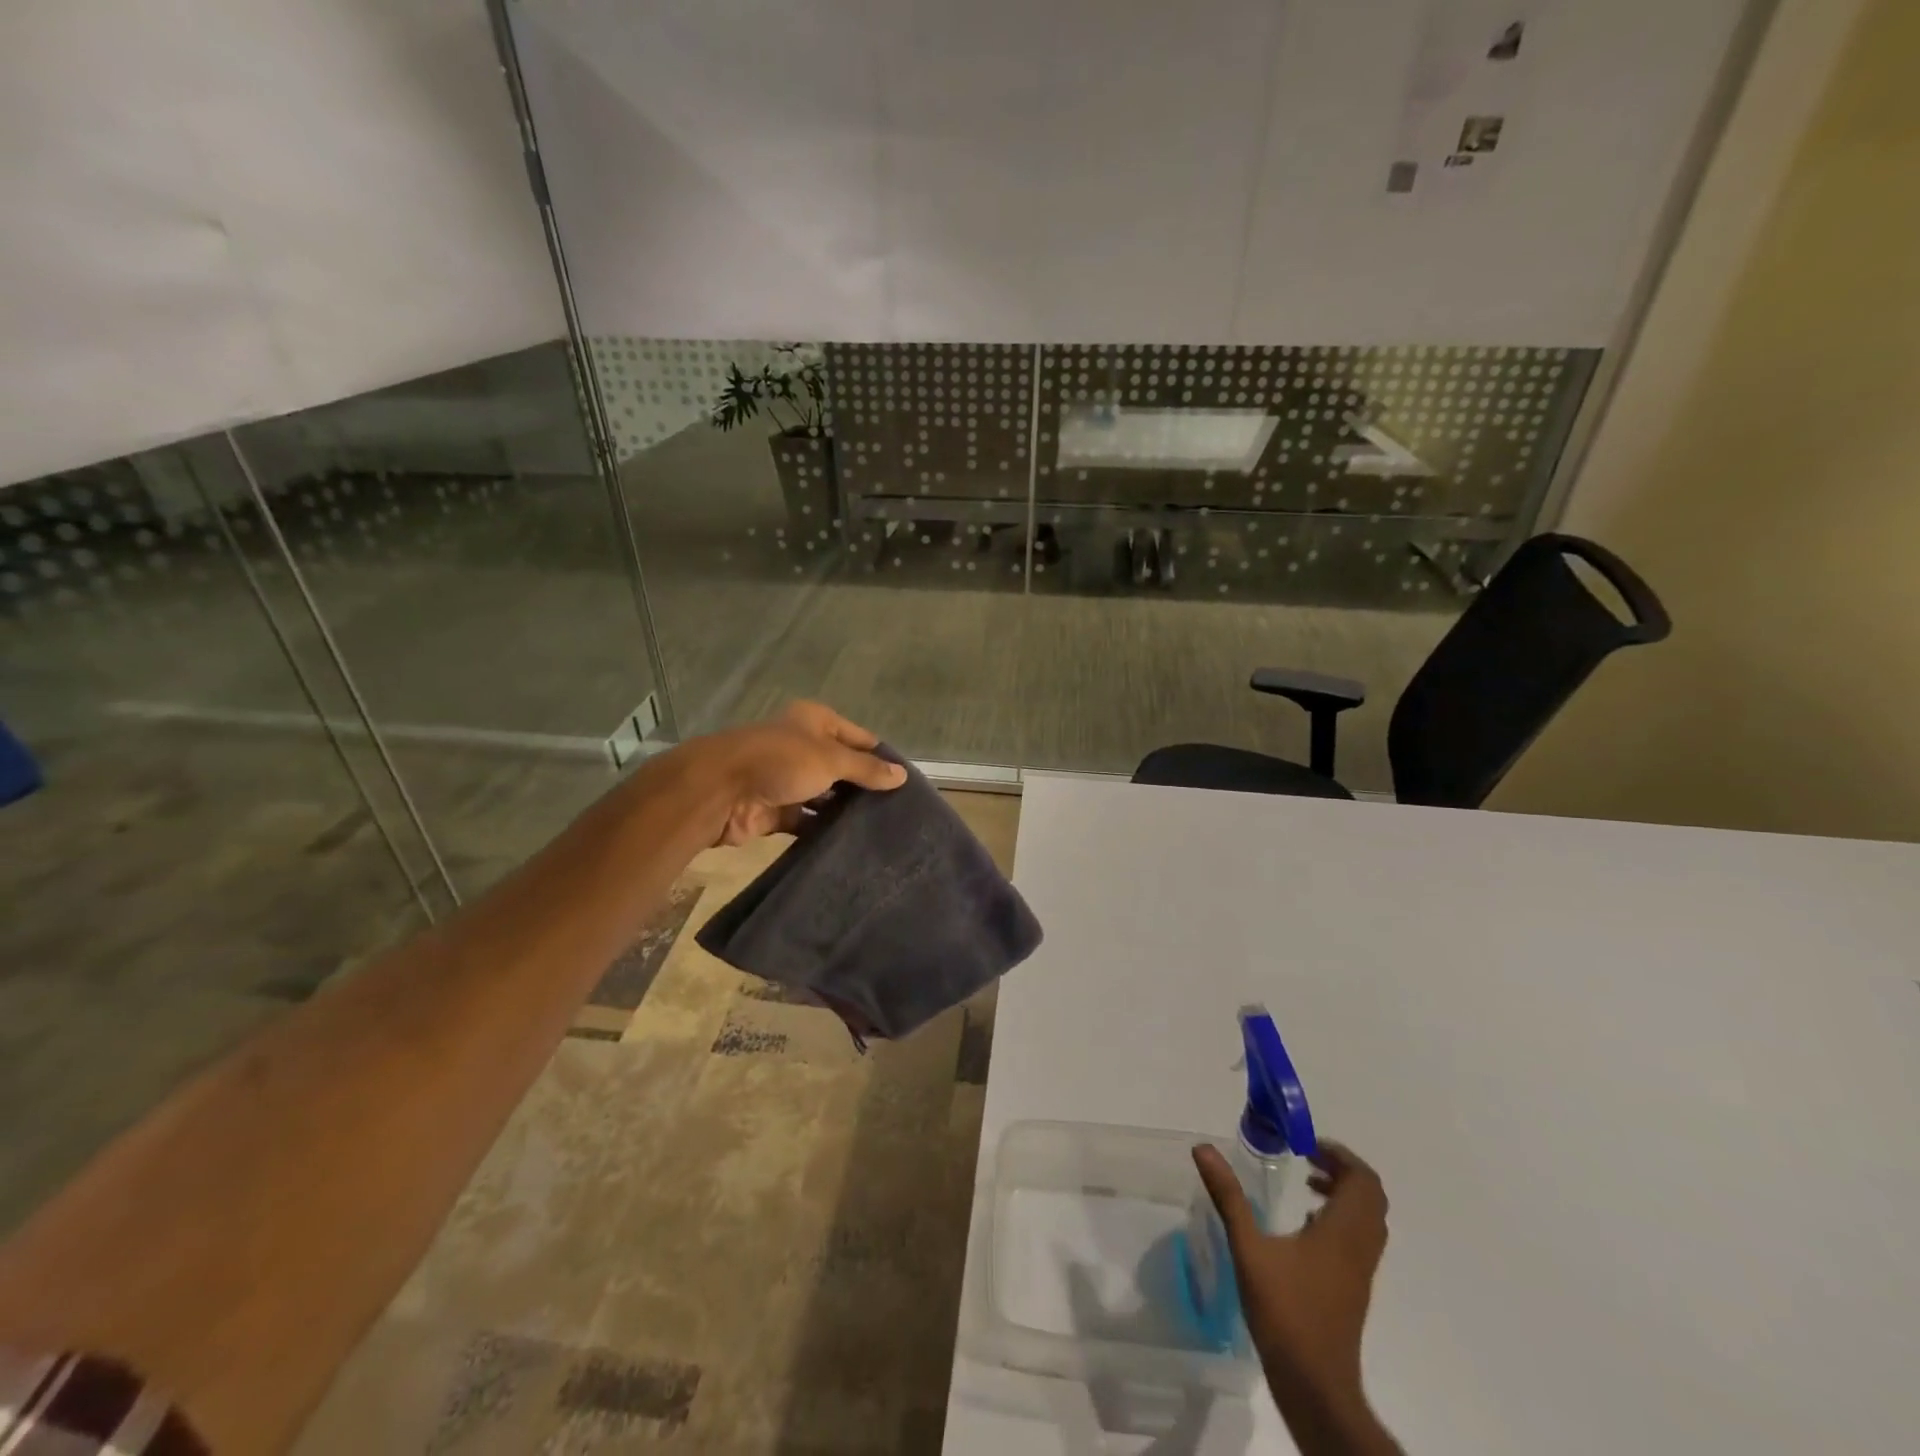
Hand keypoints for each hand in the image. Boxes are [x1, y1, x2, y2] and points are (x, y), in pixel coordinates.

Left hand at [694, 701, 906, 844]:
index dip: (881, 756)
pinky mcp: (776, 810)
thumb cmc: (780, 761)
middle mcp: (802, 747)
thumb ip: (866, 769)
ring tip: (881, 830)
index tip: (906, 782)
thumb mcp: (831, 759)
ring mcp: (787, 779)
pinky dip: (823, 830)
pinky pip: (807, 821)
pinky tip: (850, 843)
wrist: (719, 790)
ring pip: (824, 796)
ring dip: (844, 811)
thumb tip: (902, 776)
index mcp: (815, 722)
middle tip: (898, 811)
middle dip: (864, 787)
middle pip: (842, 767)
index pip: (859, 737)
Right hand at [1193, 1140, 1397, 1453]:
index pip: (1363, 1180)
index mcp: (1343, 1233)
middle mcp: (1360, 1247)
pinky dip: (1339, 1218)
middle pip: (1370, 1196)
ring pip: (1368, 1219)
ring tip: (1306, 1183)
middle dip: (1341, 1169)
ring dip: (1343, 1193)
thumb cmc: (1285, 1313)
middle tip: (1306, 1157)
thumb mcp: (1249, 1249)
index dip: (1339, 1155)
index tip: (1305, 1144)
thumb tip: (1204, 1149)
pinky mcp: (1353, 1288)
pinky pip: (1358, 1238)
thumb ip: (1228, 1197)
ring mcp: (1360, 1271)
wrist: (1316, 1386)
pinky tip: (1304, 1225)